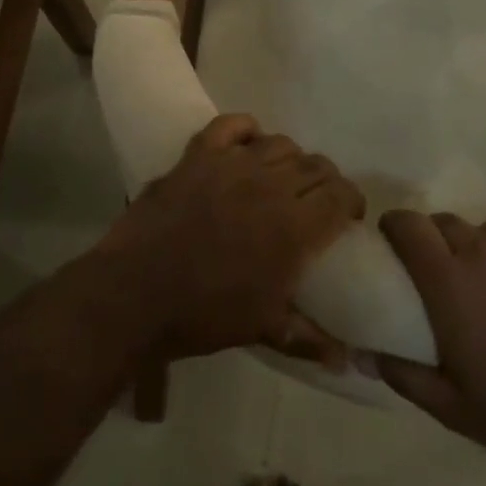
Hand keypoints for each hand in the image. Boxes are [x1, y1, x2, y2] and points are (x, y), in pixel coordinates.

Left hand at [97, 115, 364, 365]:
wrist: (135, 294)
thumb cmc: (203, 314)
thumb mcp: (262, 329)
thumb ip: (308, 338)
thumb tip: (345, 361)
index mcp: (294, 227)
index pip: (340, 194)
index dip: (351, 201)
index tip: (348, 216)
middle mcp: (271, 185)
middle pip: (316, 165)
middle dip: (326, 181)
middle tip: (317, 201)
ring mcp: (233, 164)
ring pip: (280, 143)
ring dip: (291, 159)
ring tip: (282, 177)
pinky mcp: (199, 155)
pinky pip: (231, 125)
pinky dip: (246, 128)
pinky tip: (249, 143)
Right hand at [373, 212, 485, 463]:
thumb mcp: (454, 407)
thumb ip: (404, 375)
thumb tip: (362, 354)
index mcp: (449, 277)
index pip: (407, 224)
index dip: (394, 226)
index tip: (392, 242)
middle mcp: (485, 247)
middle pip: (447, 223)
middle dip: (437, 241)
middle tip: (445, 276)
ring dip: (483, 251)